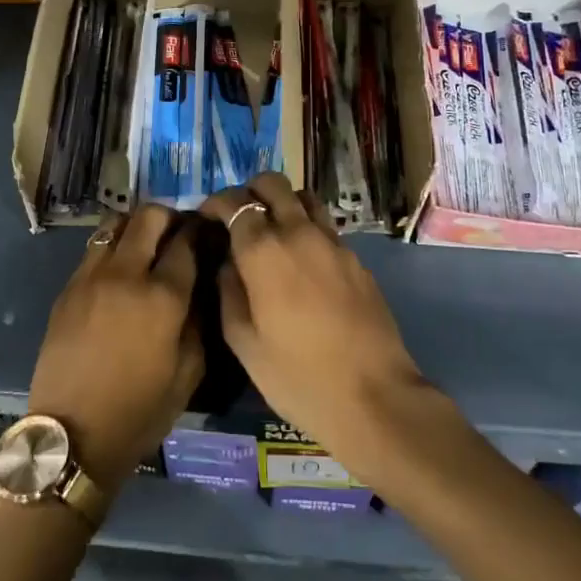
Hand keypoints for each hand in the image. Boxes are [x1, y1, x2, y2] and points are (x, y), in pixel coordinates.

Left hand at [26, 206, 203, 487]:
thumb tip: (200, 285)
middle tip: (176, 234)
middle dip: (169, 217)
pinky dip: (112, 247)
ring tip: (145, 246)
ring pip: (115, 224)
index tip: (205, 232)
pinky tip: (118, 272)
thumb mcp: (190, 372)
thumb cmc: (140, 411)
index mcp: (163, 296)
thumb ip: (199, 319)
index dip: (199, 230)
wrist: (73, 435)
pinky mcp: (68, 288)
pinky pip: (94, 249)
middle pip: (149, 216)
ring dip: (136, 227)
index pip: (186, 240)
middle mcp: (127, 274)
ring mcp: (92, 277)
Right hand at [201, 174, 427, 472]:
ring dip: (283, 202)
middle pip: (272, 184)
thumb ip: (229, 292)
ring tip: (273, 230)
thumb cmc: (297, 376)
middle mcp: (298, 232)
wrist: (374, 396)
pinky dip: (307, 227)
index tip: (207, 216)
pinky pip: (325, 226)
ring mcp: (332, 242)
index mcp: (263, 250)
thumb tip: (228, 263)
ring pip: (304, 197)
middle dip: (250, 191)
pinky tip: (303, 260)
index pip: (234, 203)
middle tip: (239, 217)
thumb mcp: (244, 342)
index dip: (216, 203)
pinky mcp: (355, 258)